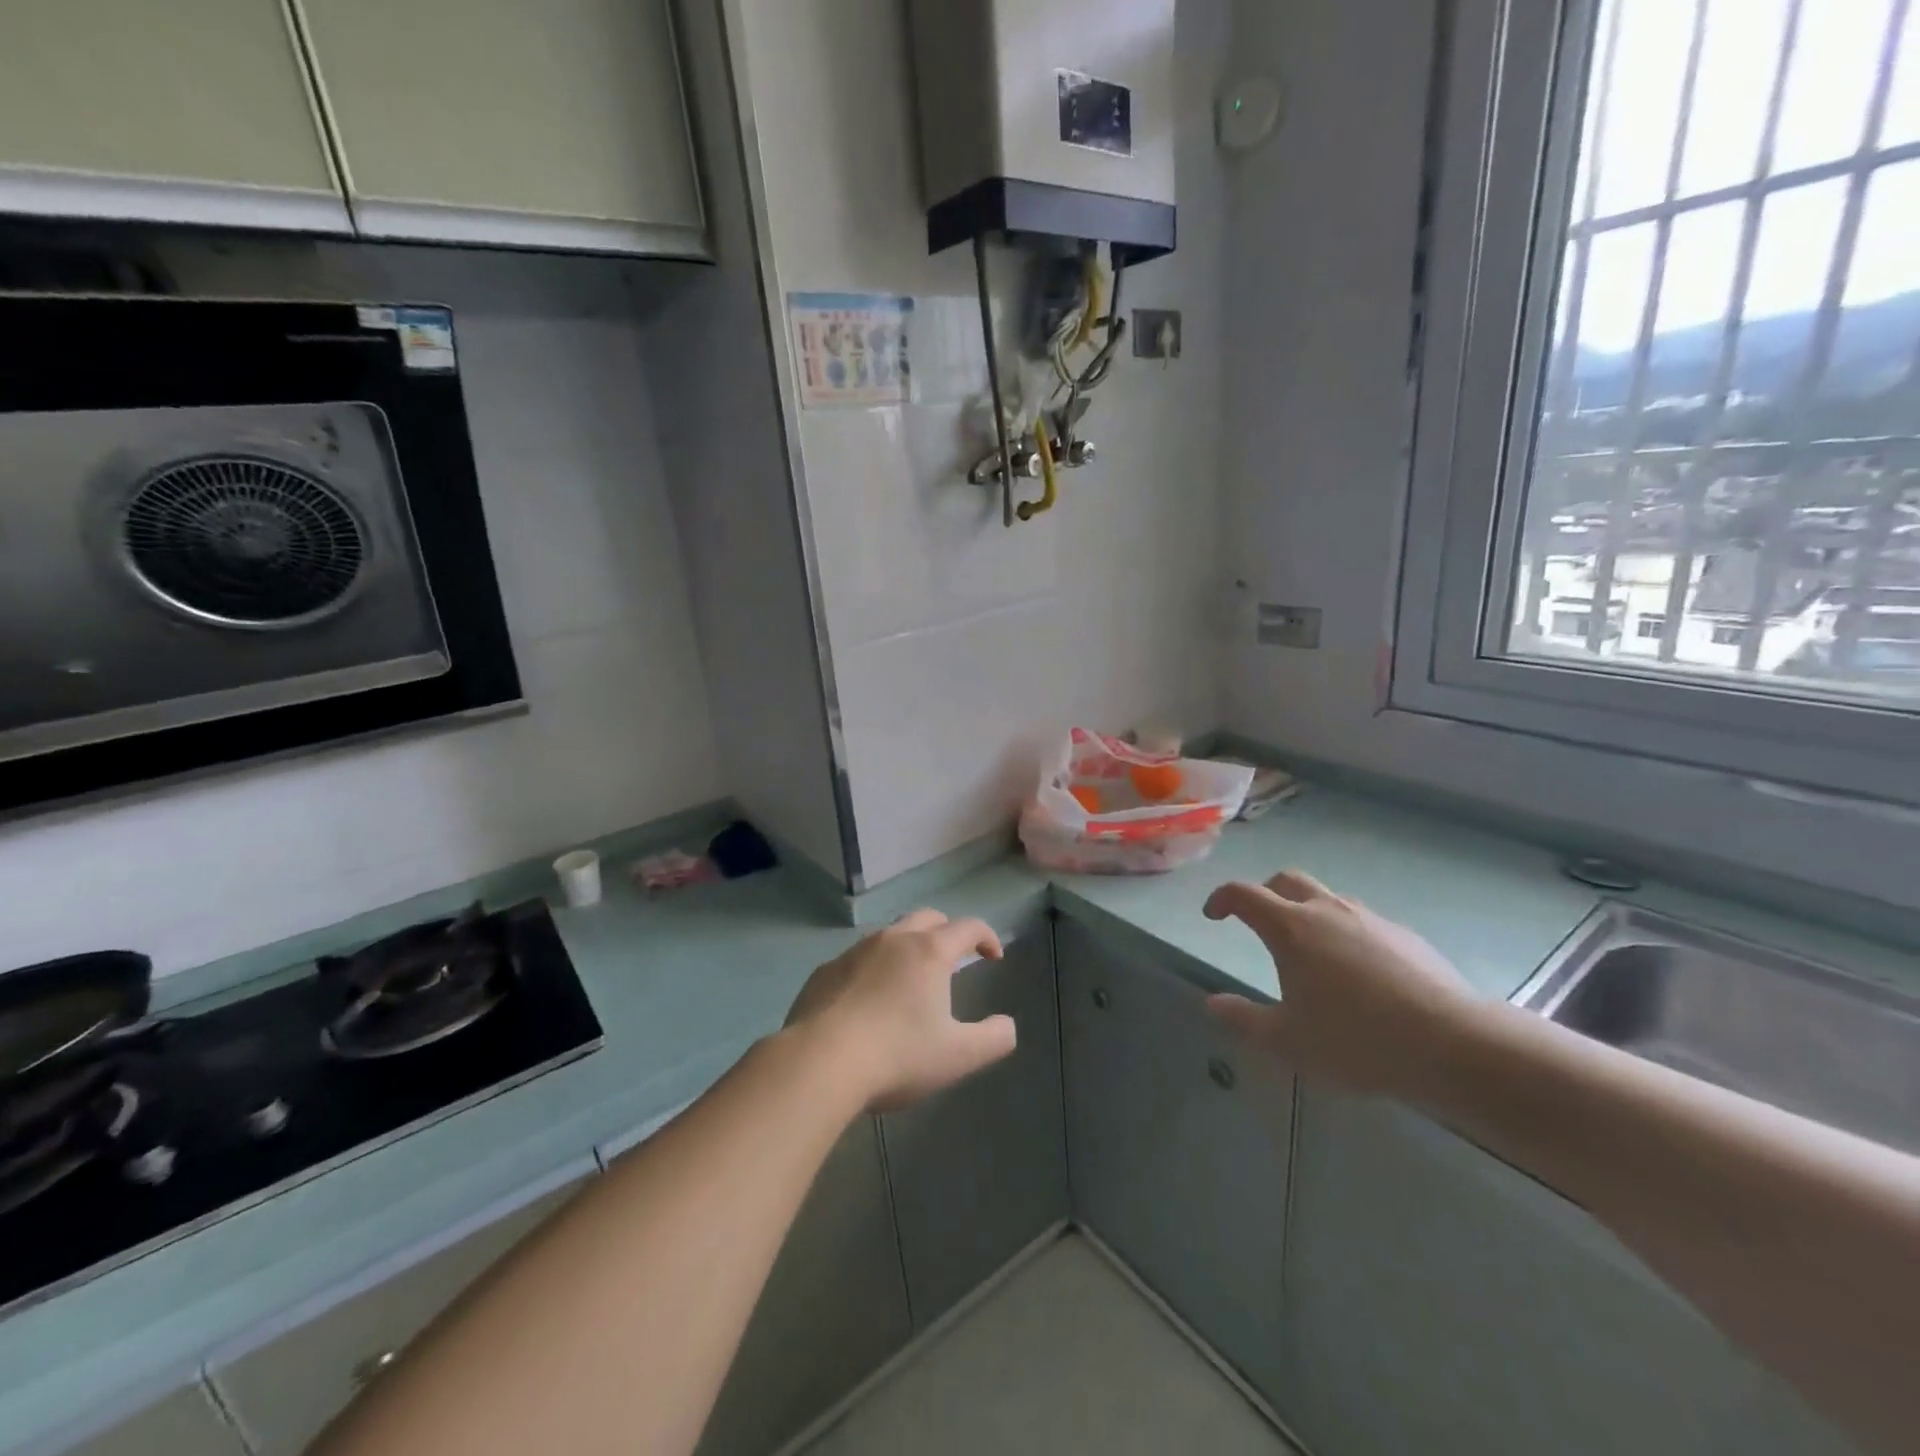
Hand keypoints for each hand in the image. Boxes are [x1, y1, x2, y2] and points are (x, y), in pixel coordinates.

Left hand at [785, 910, 1013, 1112]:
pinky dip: (873, 969)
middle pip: (927, 919)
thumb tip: (1007, 1026)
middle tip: (954, 960)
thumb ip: (994, 1039)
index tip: (994, 957)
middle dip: (947, 932)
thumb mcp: (958, 1056)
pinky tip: (868, 1001)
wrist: (819, 1063)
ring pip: (889, 935)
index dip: (987, 937)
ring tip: (911, 980)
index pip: (967, 927)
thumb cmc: (897, 1055)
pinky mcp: (824, 971)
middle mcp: (892, 940)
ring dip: (908, 947)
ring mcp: (854, 952)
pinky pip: (857, 959)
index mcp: (929, 952)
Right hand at [1203, 870, 1476, 1097]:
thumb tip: (1212, 1003)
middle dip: (1265, 893)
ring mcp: (1370, 919)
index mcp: (1290, 928)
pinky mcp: (1405, 935)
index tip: (1213, 914)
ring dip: (1308, 912)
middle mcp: (1327, 911)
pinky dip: (1346, 933)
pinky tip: (1358, 973)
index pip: (1243, 894)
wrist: (1453, 1045)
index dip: (1222, 898)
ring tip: (1310, 951)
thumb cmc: (1356, 1041)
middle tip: (1258, 920)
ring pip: (1328, 898)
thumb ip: (1243, 1019)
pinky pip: (1363, 922)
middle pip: (1287, 880)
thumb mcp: (1287, 1040)